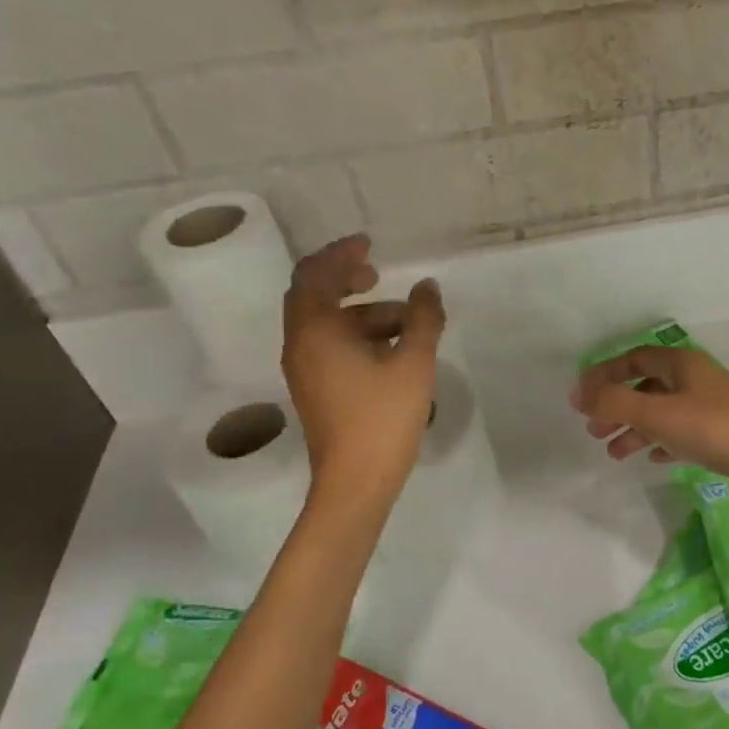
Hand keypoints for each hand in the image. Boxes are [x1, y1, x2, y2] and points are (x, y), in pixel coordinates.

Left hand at [282, 235, 443, 503]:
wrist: (355, 483)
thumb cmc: (382, 419)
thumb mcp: (414, 364)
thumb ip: (424, 318)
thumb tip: (427, 287)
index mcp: (316, 330)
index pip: (316, 275)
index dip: (341, 254)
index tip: (370, 245)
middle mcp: (301, 344)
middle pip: (313, 296)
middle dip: (345, 279)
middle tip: (378, 273)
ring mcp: (305, 370)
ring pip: (326, 324)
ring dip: (361, 312)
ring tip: (406, 322)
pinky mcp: (315, 390)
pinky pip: (330, 346)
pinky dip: (357, 336)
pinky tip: (393, 349)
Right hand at [571, 346, 728, 501]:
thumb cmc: (712, 428)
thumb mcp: (657, 413)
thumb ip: (615, 403)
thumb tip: (578, 396)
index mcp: (681, 364)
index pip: (633, 359)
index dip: (604, 375)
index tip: (581, 399)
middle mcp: (695, 380)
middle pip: (645, 387)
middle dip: (616, 407)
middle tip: (594, 431)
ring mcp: (709, 407)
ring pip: (661, 413)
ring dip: (635, 429)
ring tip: (614, 453)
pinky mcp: (720, 434)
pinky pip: (681, 434)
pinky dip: (661, 442)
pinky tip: (652, 458)